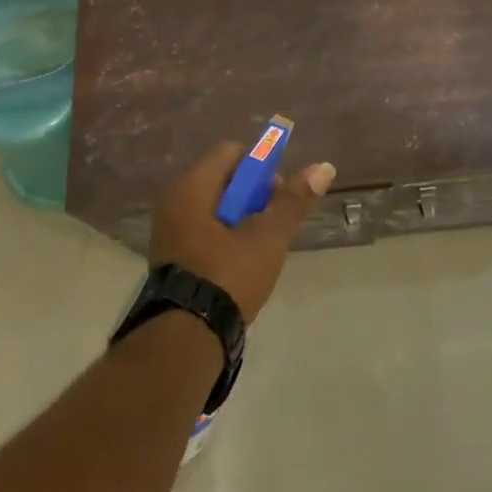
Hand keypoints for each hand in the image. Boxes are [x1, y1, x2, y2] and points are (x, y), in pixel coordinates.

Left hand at [149, 142, 335, 321]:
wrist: (186, 339)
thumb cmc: (227, 277)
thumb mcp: (267, 238)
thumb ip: (293, 201)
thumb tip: (323, 167)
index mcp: (191, 188)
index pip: (231, 153)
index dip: (260, 167)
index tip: (278, 195)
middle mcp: (173, 201)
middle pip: (223, 179)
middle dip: (253, 195)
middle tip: (272, 225)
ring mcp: (168, 229)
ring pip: (214, 206)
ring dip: (240, 218)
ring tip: (259, 248)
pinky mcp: (170, 255)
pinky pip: (202, 228)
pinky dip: (223, 236)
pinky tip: (239, 263)